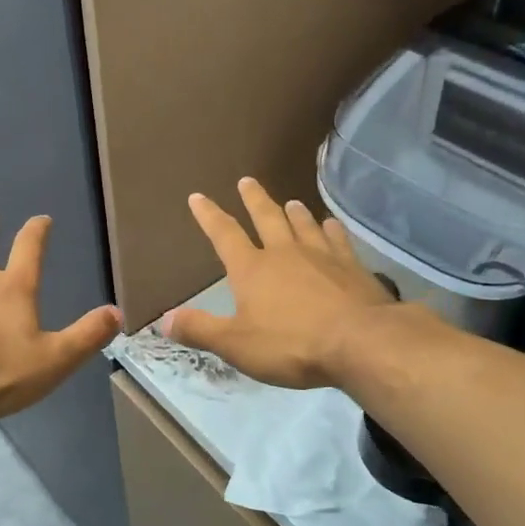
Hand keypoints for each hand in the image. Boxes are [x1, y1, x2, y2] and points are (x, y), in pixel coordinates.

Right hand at [161, 178, 399, 388]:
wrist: (360, 342)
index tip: (198, 197)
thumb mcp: (236, 344)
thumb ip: (200, 329)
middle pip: (266, 217)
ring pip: (303, 224)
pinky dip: (331, 229)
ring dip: (294, 211)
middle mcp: (284, 252)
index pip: (224, 235)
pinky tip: (331, 225)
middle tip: (247, 181)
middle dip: (254, 199)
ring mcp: (321, 255)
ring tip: (290, 201)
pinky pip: (338, 239)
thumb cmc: (291, 344)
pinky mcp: (352, 266)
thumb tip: (164, 319)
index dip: (209, 216)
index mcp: (252, 269)